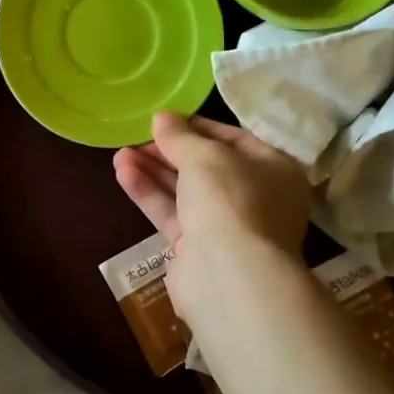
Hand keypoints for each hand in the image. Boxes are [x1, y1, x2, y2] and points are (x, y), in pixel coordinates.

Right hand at [112, 112, 309, 318]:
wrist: (229, 275)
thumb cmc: (230, 200)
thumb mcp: (204, 156)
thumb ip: (180, 136)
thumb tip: (162, 118)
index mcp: (274, 170)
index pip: (234, 139)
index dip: (197, 127)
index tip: (165, 120)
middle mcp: (255, 197)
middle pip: (206, 166)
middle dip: (169, 152)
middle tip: (137, 137)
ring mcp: (227, 226)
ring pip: (185, 191)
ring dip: (153, 171)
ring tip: (119, 154)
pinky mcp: (198, 249)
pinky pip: (173, 213)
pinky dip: (150, 194)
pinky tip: (123, 174)